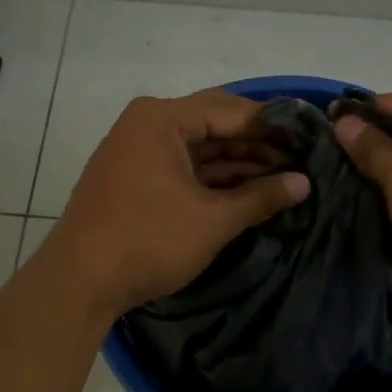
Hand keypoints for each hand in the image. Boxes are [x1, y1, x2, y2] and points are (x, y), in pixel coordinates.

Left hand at [41, 89, 309, 320]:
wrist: (80, 282)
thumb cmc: (149, 240)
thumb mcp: (213, 220)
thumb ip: (261, 197)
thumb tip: (304, 183)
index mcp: (162, 119)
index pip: (231, 110)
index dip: (274, 125)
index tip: (310, 136)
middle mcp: (147, 125)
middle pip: (214, 124)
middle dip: (257, 143)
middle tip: (301, 158)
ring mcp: (137, 152)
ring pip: (198, 149)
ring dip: (237, 163)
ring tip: (283, 178)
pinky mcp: (134, 179)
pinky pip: (182, 168)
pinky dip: (212, 178)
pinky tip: (247, 191)